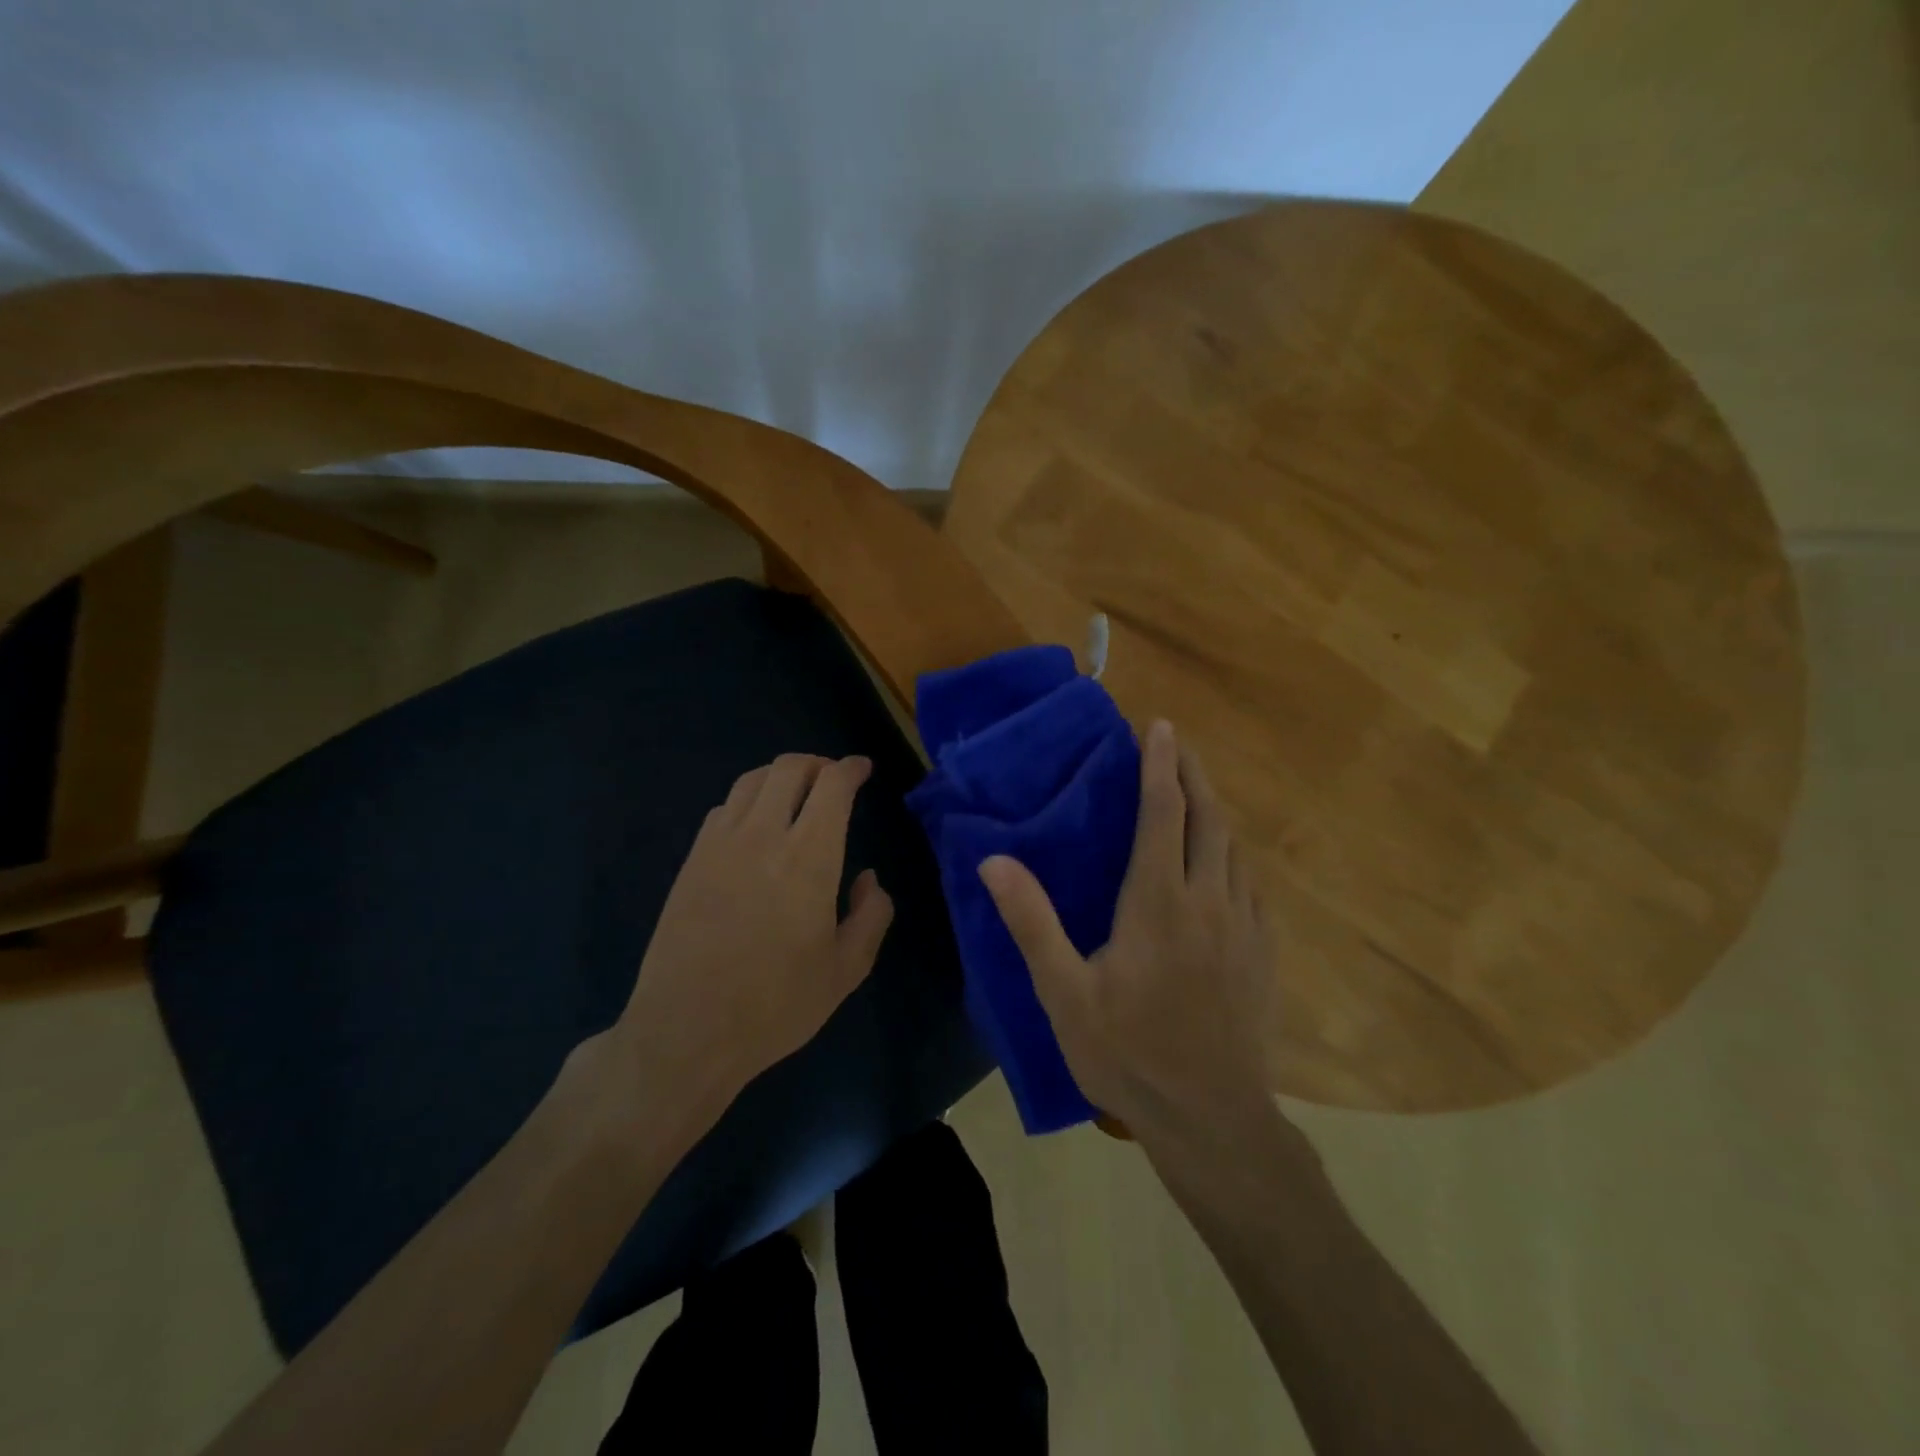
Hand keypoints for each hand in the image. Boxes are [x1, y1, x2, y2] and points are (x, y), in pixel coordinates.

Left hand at [607, 753, 894, 1121]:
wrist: (686, 1031)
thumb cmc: (775, 1005)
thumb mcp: (846, 971)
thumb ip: (871, 916)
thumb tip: (870, 879)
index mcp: (809, 858)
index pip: (832, 785)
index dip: (851, 768)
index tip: (863, 769)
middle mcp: (763, 836)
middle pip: (789, 769)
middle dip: (817, 763)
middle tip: (833, 779)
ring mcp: (720, 845)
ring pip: (752, 781)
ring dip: (780, 776)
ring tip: (796, 794)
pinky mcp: (691, 861)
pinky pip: (724, 808)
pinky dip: (748, 801)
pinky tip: (755, 826)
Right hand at [979, 721, 1274, 1140]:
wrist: (1213, 1120)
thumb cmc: (1130, 1054)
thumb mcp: (1065, 993)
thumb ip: (1031, 922)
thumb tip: (992, 860)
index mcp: (1159, 902)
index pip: (1163, 813)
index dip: (1160, 765)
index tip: (1159, 728)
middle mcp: (1209, 900)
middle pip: (1208, 818)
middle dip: (1194, 774)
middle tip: (1180, 745)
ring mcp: (1244, 926)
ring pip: (1235, 849)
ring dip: (1215, 812)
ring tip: (1197, 795)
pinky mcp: (1264, 953)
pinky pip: (1251, 884)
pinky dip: (1234, 856)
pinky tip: (1225, 865)